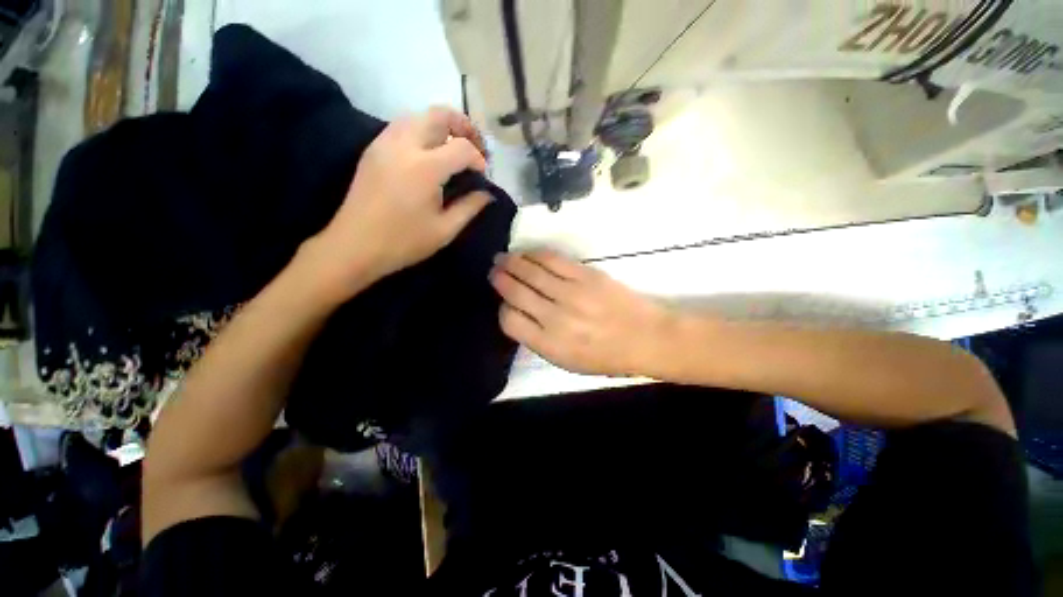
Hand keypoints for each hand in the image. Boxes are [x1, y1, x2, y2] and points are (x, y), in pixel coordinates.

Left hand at [306, 106, 491, 299]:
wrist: (355, 245)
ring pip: (418, 115)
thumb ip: (470, 208)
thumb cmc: (404, 242)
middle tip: (475, 146)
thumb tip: (487, 194)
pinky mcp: (373, 149)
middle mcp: (404, 145)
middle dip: (463, 126)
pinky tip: (429, 154)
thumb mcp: (445, 230)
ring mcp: (385, 143)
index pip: (462, 147)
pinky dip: (422, 131)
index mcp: (425, 168)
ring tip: (453, 147)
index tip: (483, 174)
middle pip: (439, 114)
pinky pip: (402, 126)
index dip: (478, 158)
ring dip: (441, 126)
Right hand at [490, 249, 674, 376]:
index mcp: (549, 344)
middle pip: (516, 291)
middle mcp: (555, 317)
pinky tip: (528, 254)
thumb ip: (539, 341)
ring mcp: (571, 293)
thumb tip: (520, 315)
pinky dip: (536, 255)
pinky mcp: (586, 275)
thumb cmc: (606, 357)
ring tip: (503, 258)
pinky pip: (553, 260)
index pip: (510, 320)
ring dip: (513, 262)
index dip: (504, 309)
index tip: (506, 304)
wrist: (646, 337)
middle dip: (500, 278)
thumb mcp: (568, 362)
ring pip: (531, 272)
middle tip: (494, 270)